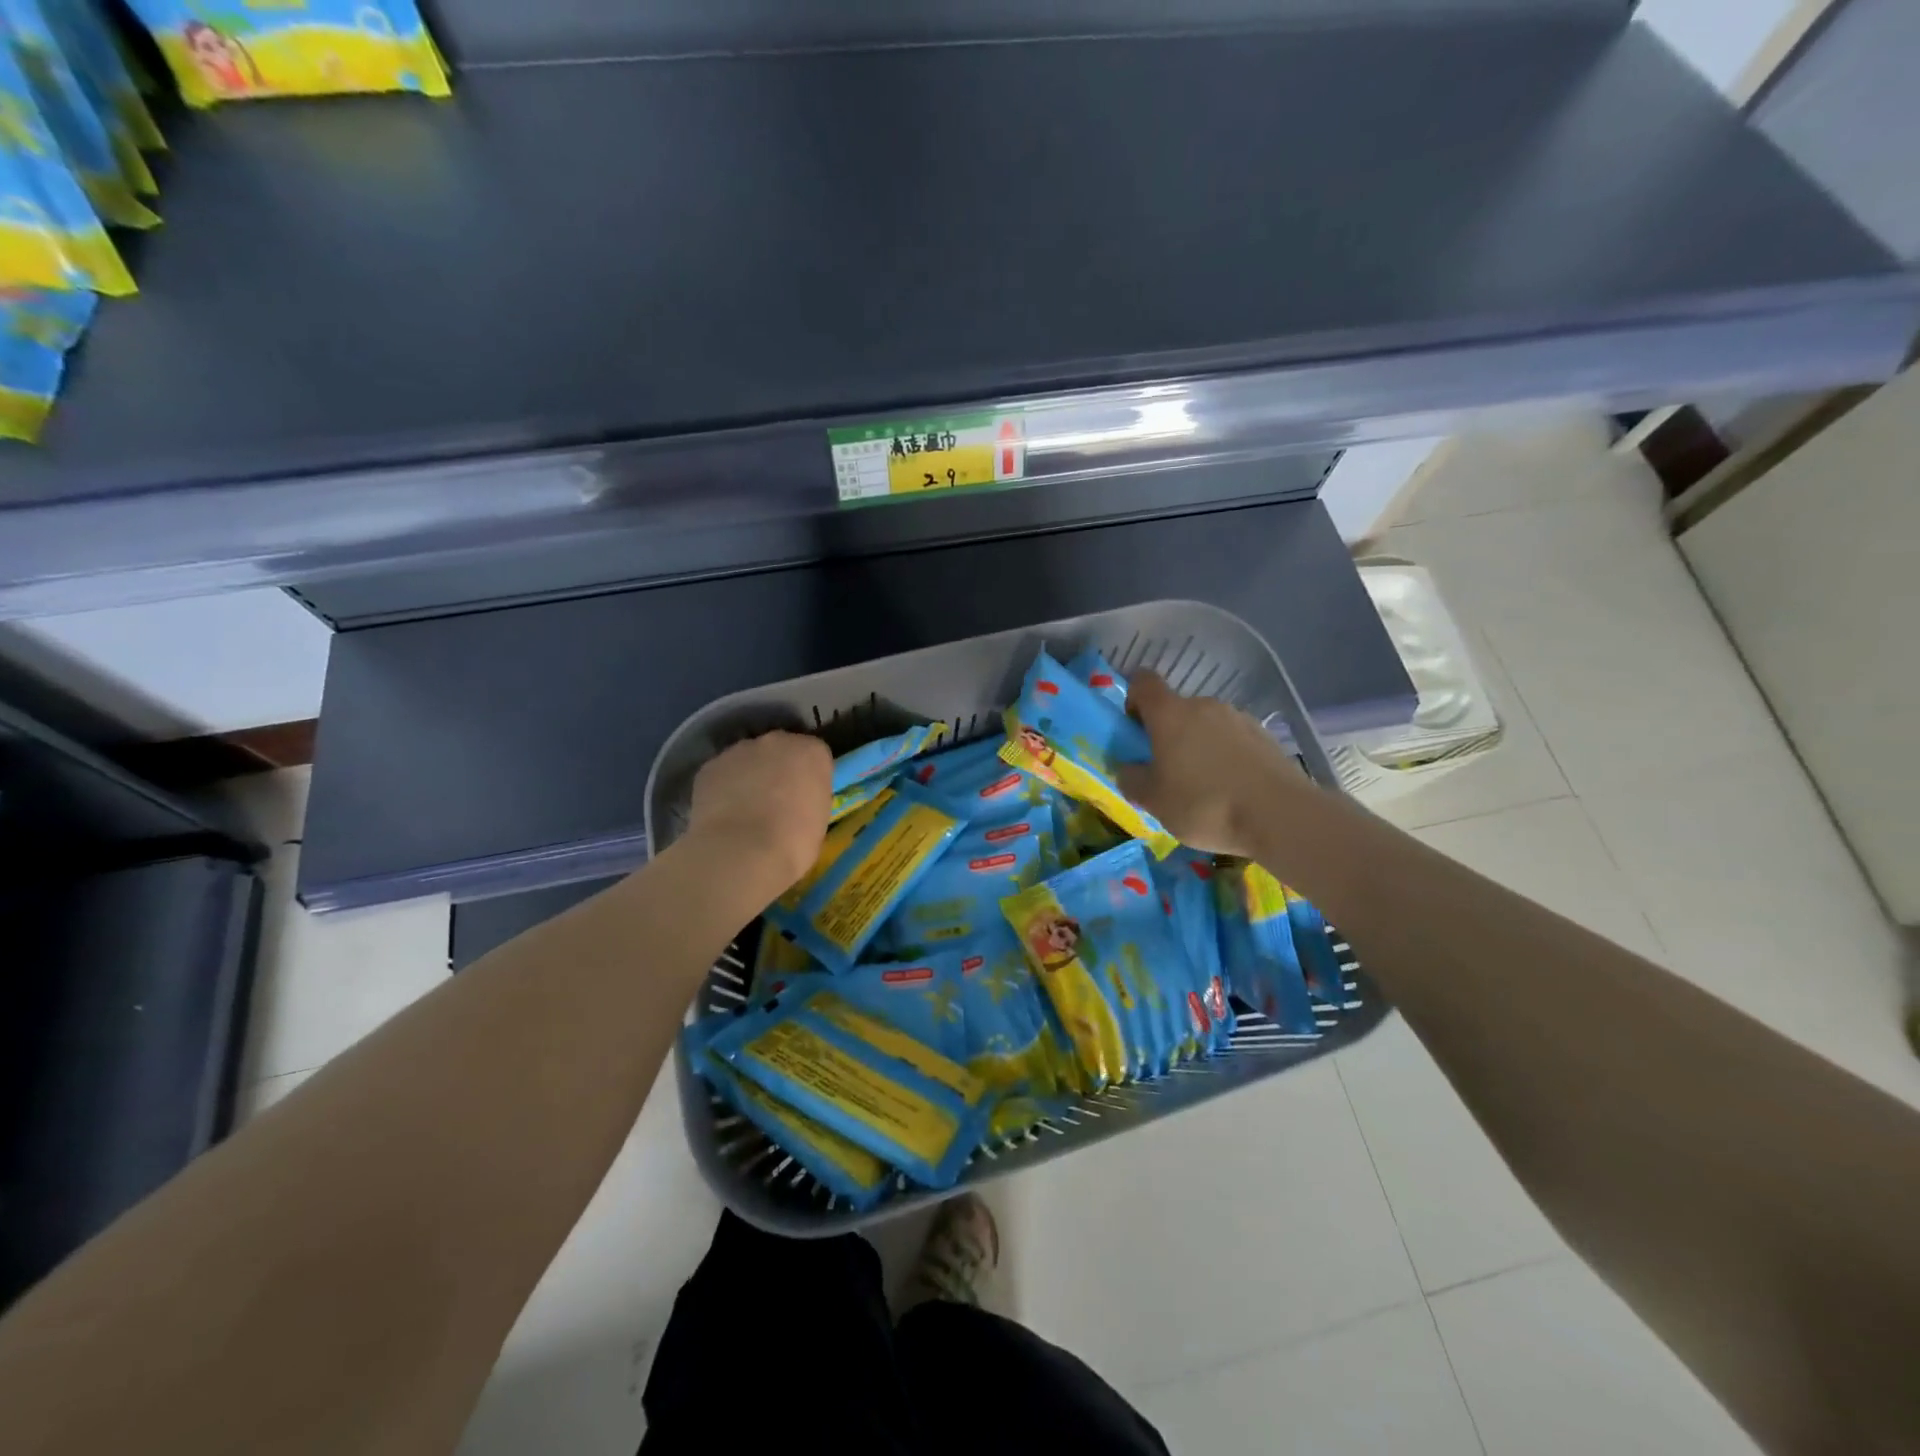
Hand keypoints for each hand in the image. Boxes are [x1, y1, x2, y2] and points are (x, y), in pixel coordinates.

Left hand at [687, 731, 831, 893]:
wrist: (741, 852)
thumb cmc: (793, 843)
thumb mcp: (818, 820)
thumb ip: (808, 798)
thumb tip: (795, 802)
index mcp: (812, 753)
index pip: (815, 756)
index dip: (809, 777)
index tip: (805, 798)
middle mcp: (777, 741)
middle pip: (780, 750)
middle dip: (778, 770)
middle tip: (775, 802)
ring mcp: (739, 750)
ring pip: (747, 760)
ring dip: (748, 777)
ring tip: (744, 811)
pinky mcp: (710, 766)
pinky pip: (721, 774)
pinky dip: (723, 789)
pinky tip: (722, 815)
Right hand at [1116, 671, 1309, 857]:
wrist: (1280, 816)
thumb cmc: (1204, 804)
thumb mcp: (1153, 801)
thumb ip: (1131, 779)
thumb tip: (1128, 768)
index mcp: (1170, 714)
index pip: (1143, 682)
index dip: (1133, 700)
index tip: (1134, 730)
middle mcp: (1204, 705)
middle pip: (1176, 708)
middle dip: (1167, 734)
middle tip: (1166, 772)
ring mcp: (1238, 718)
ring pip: (1206, 725)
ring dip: (1198, 746)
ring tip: (1203, 787)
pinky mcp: (1264, 736)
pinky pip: (1232, 740)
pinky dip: (1225, 756)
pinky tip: (1231, 790)